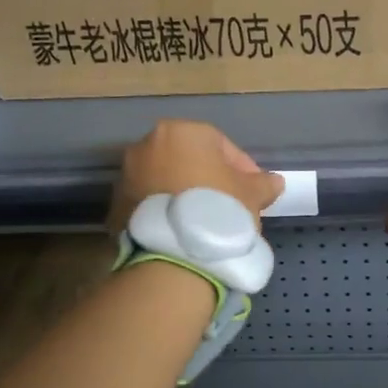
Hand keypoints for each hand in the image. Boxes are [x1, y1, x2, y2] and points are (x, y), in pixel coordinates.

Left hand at [108, 120, 285, 232]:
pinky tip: (181, 234)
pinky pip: (148, 203)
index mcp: (181, 132)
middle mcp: (147, 145)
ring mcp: (126, 175)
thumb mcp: (251, 196)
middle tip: (228, 207)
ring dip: (184, 196)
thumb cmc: (217, 210)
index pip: (220, 145)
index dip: (241, 169)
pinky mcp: (115, 206)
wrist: (172, 255)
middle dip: (208, 180)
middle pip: (188, 160)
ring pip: (165, 181)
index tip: (253, 193)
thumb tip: (273, 182)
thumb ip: (263, 184)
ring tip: (204, 225)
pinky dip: (164, 213)